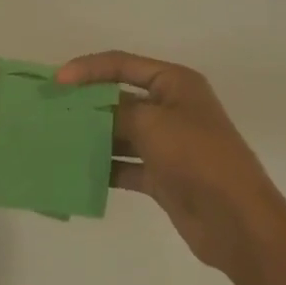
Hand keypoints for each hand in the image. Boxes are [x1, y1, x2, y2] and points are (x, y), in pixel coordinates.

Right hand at [56, 50, 285, 277]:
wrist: (236, 219)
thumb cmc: (197, 157)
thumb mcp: (152, 123)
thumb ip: (115, 111)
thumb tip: (89, 111)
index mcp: (175, 83)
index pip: (123, 64)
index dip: (88, 68)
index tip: (57, 81)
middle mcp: (171, 108)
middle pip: (119, 98)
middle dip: (86, 104)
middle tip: (49, 109)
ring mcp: (166, 144)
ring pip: (120, 133)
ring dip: (92, 136)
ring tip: (55, 140)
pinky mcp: (161, 176)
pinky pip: (124, 165)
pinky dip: (103, 168)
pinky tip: (76, 171)